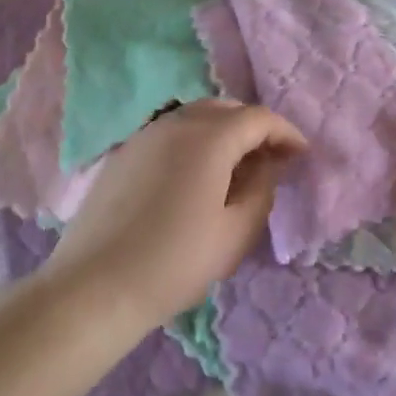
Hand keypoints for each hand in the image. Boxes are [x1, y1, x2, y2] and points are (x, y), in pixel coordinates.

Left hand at [48, 99, 306, 331]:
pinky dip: (194, 141)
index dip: (285, 133)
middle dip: (254, 128)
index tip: (301, 155)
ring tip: (235, 168)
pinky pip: (170, 132)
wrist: (95, 287)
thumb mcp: (235, 232)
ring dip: (223, 132)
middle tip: (270, 160)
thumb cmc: (175, 262)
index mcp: (209, 137)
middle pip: (226, 109)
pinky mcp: (124, 153)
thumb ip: (262, 189)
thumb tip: (268, 163)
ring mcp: (145, 134)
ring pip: (196, 117)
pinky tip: (195, 176)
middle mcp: (176, 123)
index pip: (258, 118)